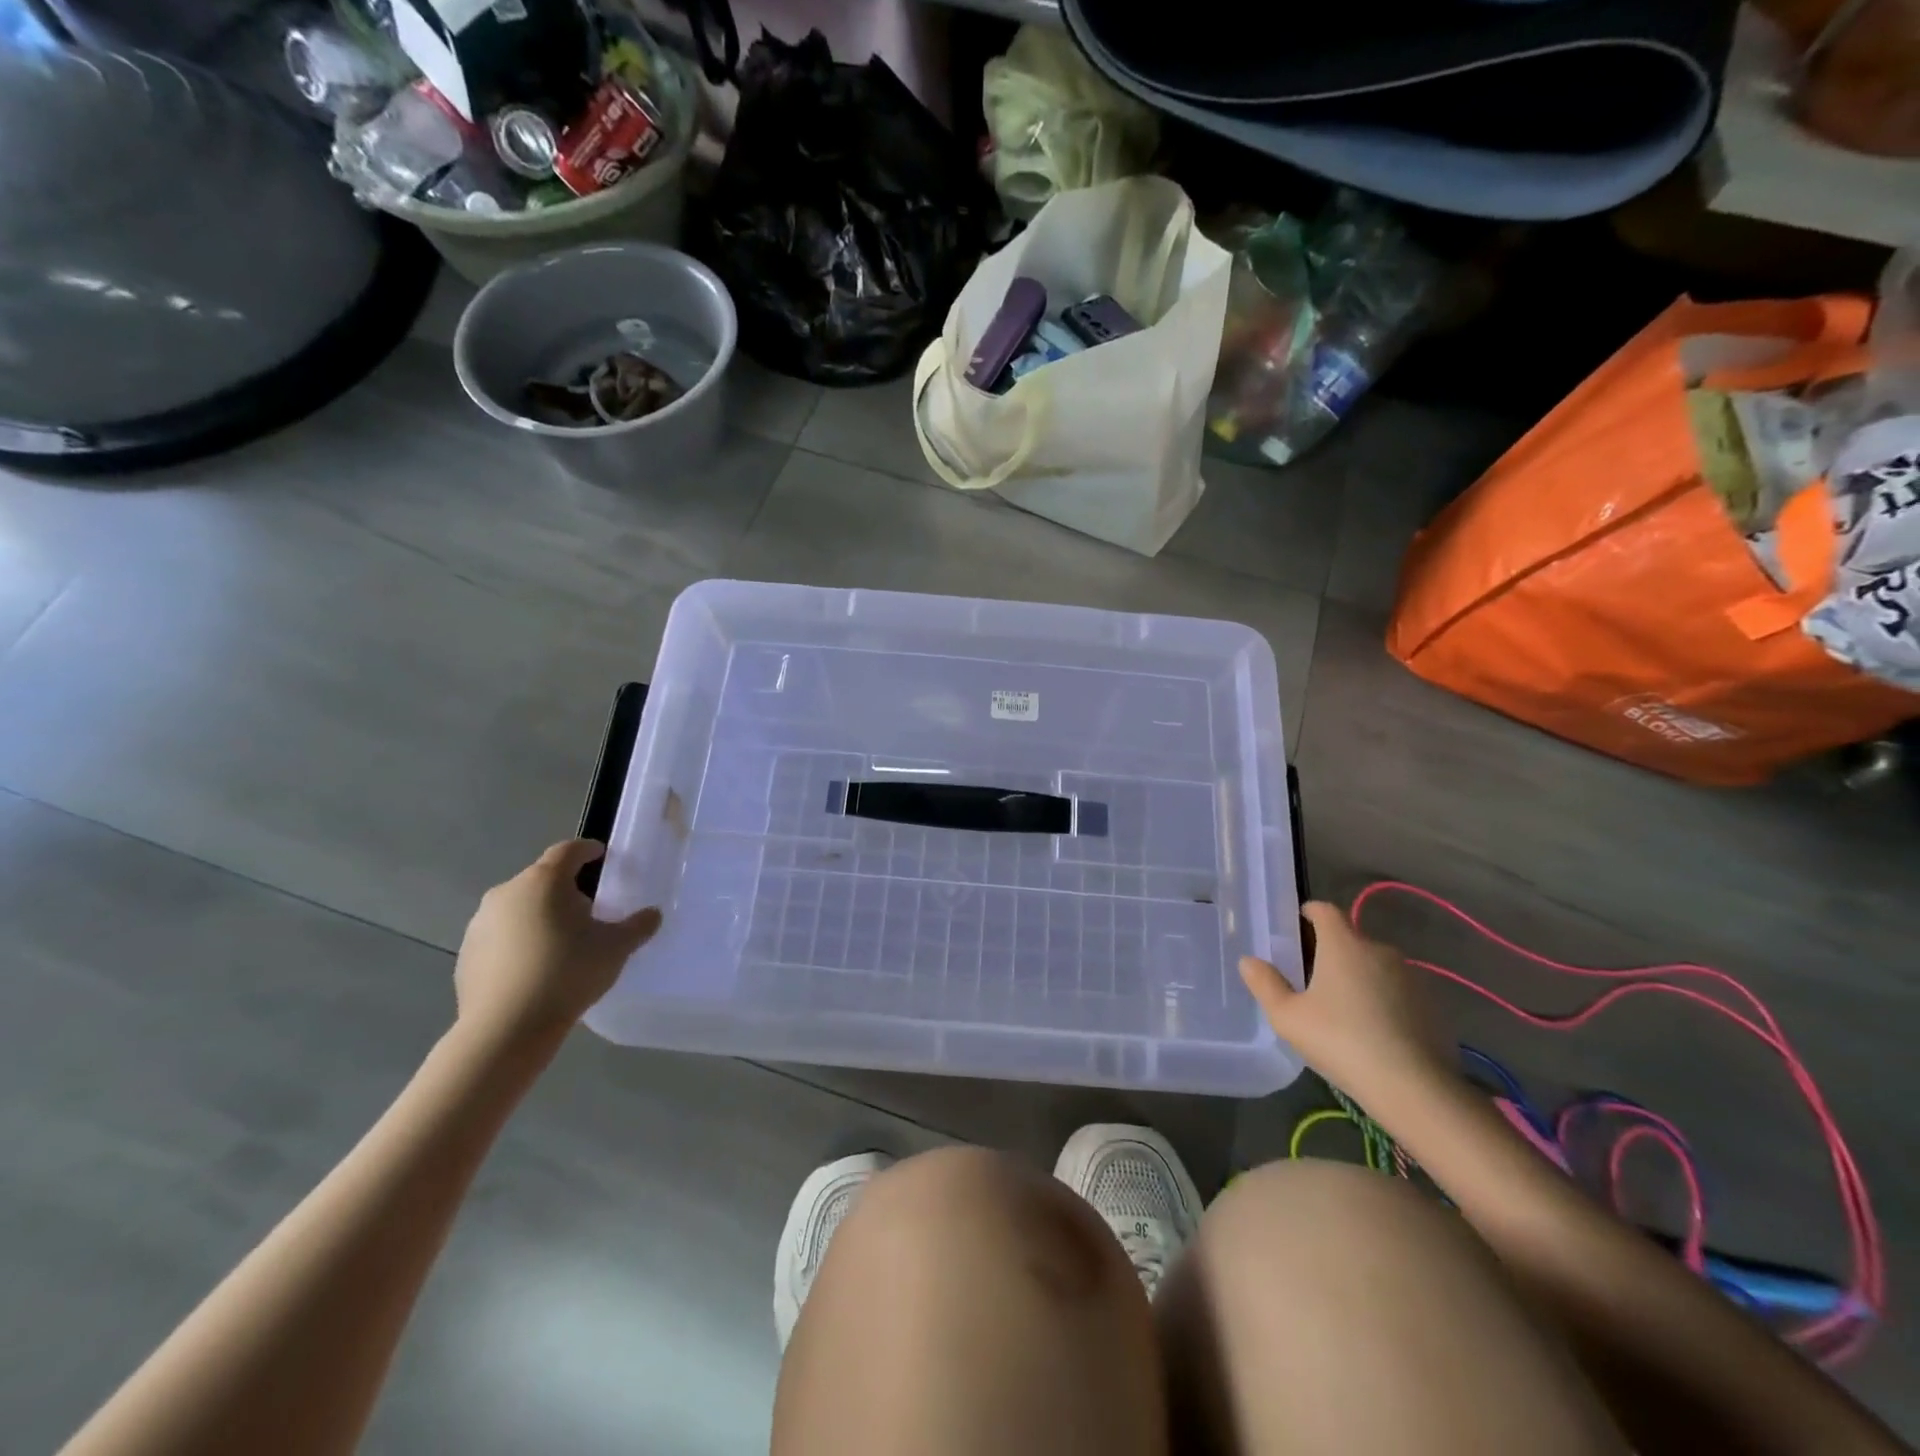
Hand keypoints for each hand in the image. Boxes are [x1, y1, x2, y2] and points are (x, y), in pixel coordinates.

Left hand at [453, 840, 660, 1049]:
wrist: (505, 1029)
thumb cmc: (567, 973)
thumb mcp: (616, 948)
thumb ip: (638, 926)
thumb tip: (652, 915)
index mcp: (544, 881)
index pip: (568, 850)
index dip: (587, 850)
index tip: (602, 856)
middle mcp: (507, 893)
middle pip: (542, 879)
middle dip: (566, 889)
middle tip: (589, 910)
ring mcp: (480, 924)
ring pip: (519, 907)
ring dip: (540, 915)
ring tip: (562, 942)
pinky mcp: (467, 954)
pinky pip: (500, 936)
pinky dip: (519, 942)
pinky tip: (535, 969)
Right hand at [1239, 901, 1453, 1102]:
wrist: (1414, 1088)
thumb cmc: (1340, 1041)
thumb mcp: (1287, 1017)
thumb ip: (1265, 984)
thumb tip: (1249, 961)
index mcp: (1343, 944)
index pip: (1325, 910)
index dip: (1309, 913)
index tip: (1297, 927)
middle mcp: (1379, 950)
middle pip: (1350, 939)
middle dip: (1331, 951)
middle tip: (1311, 979)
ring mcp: (1411, 977)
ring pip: (1375, 965)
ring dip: (1359, 976)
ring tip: (1343, 1009)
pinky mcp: (1432, 1005)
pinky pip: (1398, 991)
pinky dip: (1383, 1000)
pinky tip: (1373, 1031)